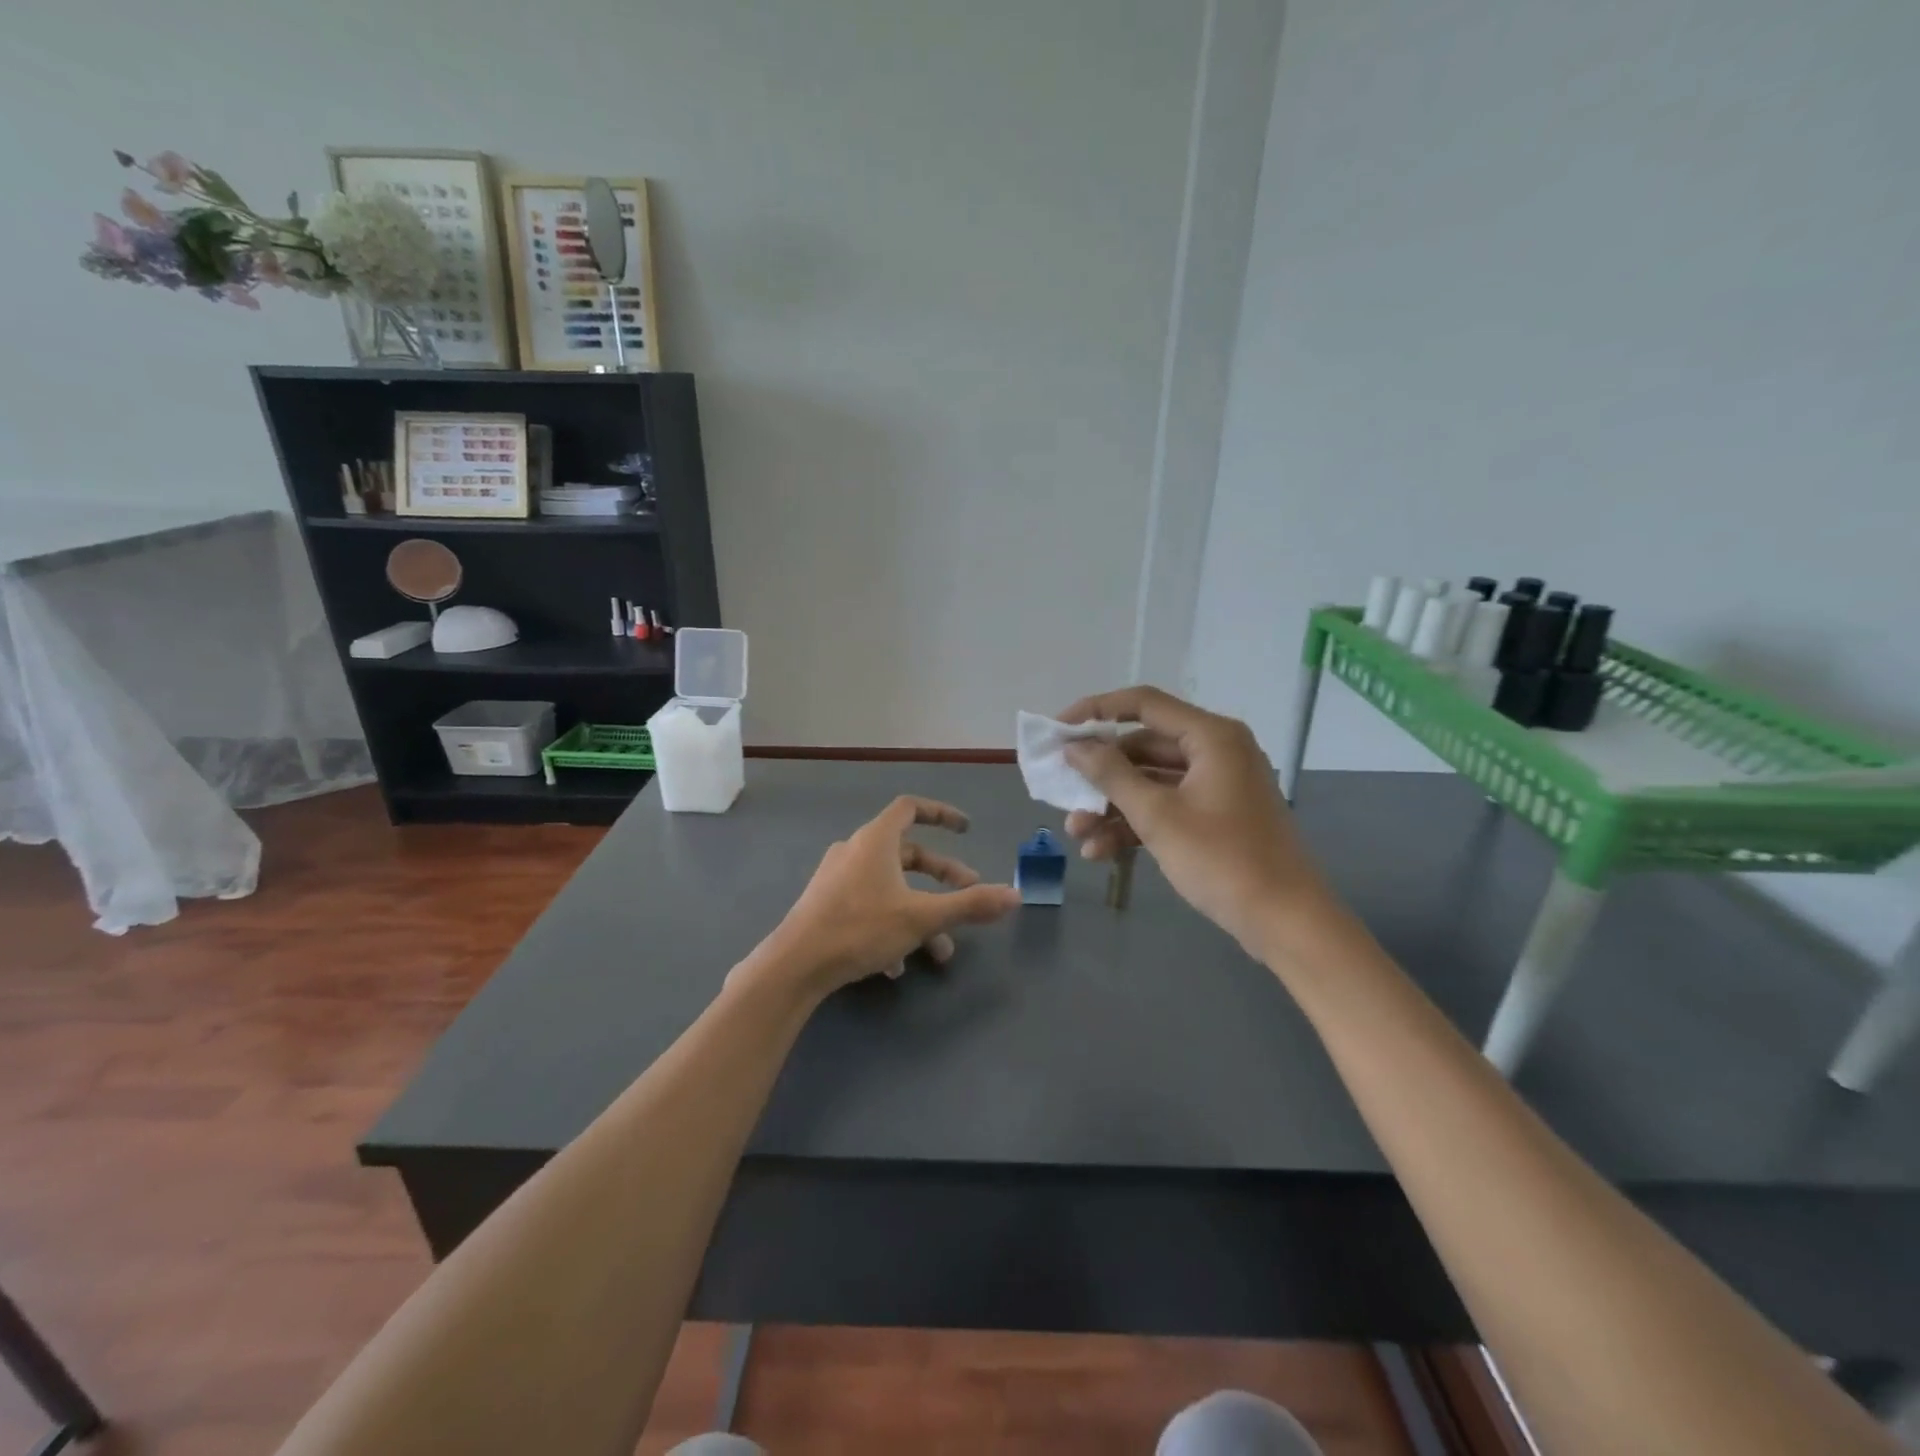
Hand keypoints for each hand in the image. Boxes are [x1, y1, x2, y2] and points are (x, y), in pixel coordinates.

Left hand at [754, 795, 1021, 997]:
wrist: (795, 964)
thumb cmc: (860, 928)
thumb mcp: (922, 917)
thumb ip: (970, 905)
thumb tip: (1015, 896)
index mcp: (876, 840)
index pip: (911, 808)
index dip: (942, 813)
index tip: (966, 829)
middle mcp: (855, 851)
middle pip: (906, 853)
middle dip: (941, 875)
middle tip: (968, 893)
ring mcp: (837, 878)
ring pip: (889, 886)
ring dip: (919, 911)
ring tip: (940, 949)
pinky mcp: (825, 905)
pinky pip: (868, 906)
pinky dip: (891, 925)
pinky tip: (898, 965)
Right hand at [1058, 687, 1336, 955]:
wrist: (1285, 921)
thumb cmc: (1222, 859)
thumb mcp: (1158, 816)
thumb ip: (1111, 775)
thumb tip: (1074, 746)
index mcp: (1211, 736)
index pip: (1144, 704)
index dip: (1096, 710)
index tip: (1058, 730)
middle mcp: (1216, 751)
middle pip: (1144, 748)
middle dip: (1101, 775)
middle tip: (1063, 791)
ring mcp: (1217, 785)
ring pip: (1151, 782)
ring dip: (1113, 806)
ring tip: (1077, 834)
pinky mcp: (1216, 816)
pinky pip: (1167, 807)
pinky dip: (1136, 824)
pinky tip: (1102, 852)